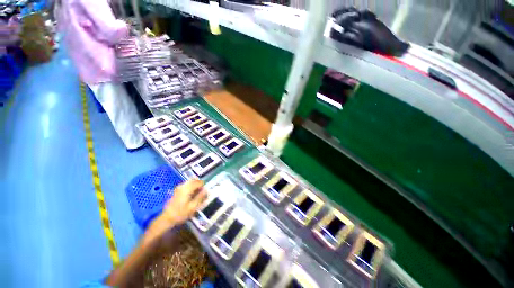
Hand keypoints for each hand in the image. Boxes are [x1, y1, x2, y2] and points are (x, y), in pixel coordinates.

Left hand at [161, 179, 206, 224]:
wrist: (167, 218)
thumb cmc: (181, 213)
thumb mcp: (193, 207)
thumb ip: (200, 197)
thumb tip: (206, 190)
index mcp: (187, 188)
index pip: (199, 182)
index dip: (203, 186)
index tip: (205, 192)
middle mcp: (183, 186)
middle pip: (194, 180)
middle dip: (199, 184)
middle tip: (202, 192)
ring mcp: (178, 188)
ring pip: (190, 182)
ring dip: (195, 185)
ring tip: (197, 193)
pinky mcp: (176, 191)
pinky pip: (186, 185)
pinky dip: (190, 187)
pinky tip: (190, 194)